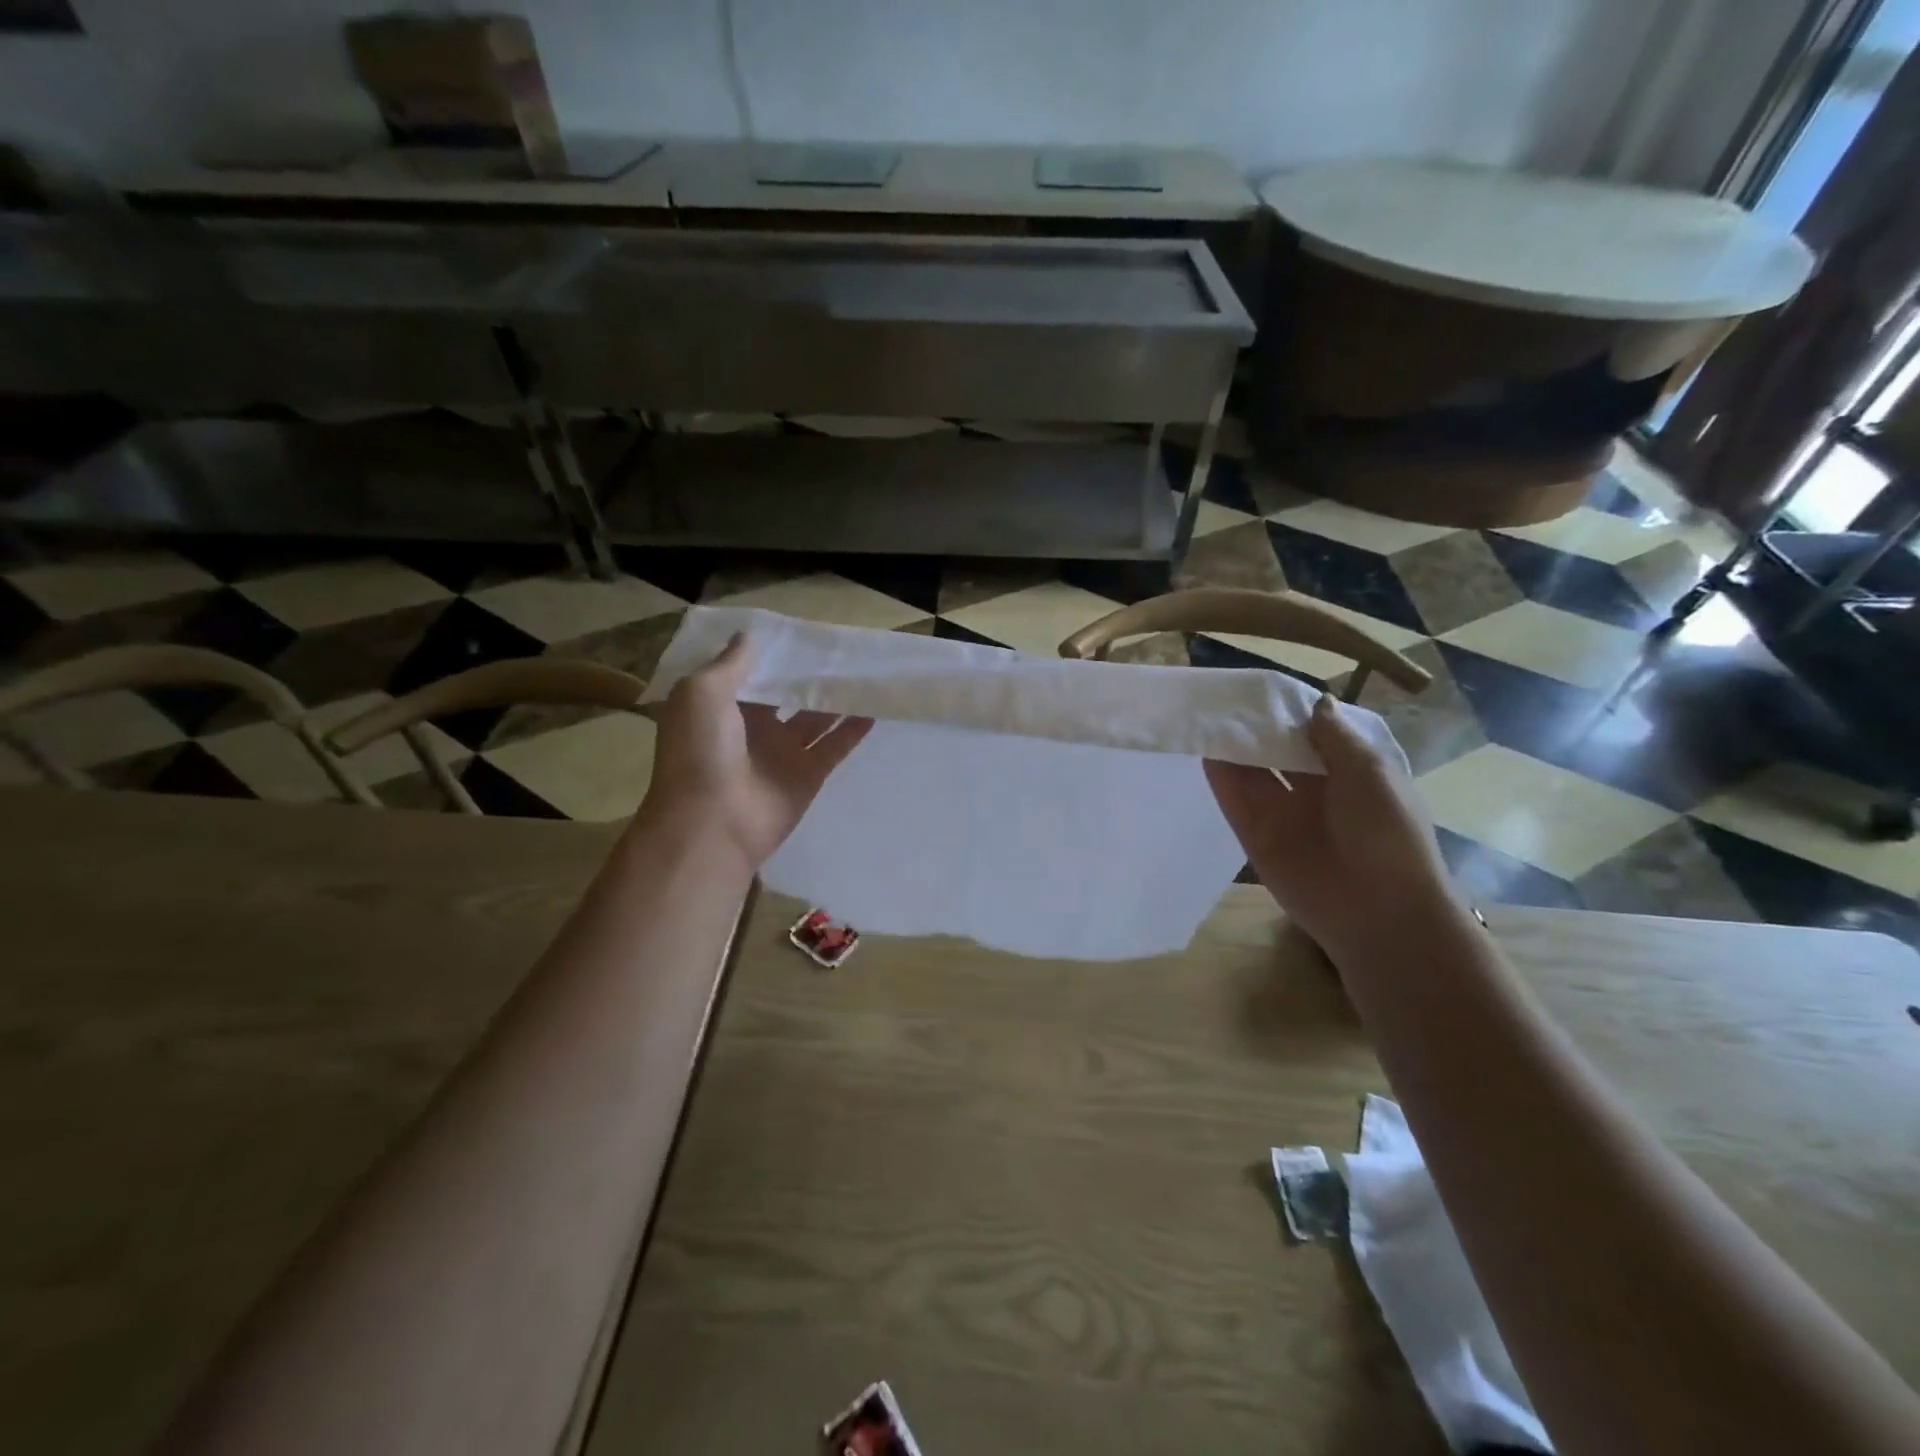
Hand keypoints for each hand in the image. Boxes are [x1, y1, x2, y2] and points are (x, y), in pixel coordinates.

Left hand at [640, 634, 872, 870]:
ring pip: (815, 718)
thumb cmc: (699, 752)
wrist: (712, 824)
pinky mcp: (808, 775)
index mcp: (720, 708)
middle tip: (839, 647)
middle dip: (807, 674)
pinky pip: (835, 746)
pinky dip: (853, 728)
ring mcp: (782, 753)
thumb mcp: (701, 693)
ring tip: (864, 670)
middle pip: (786, 695)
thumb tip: (750, 636)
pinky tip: (875, 706)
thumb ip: (730, 664)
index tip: (798, 631)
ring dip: (836, 697)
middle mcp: (751, 728)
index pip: (749, 674)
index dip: (771, 654)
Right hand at [1205, 694, 1455, 948]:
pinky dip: (1219, 774)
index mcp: (1352, 772)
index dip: (1291, 710)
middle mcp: (1315, 789)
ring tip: (1206, 711)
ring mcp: (1283, 813)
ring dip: (1233, 744)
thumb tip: (1316, 702)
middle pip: (1278, 750)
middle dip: (1257, 725)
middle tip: (1225, 693)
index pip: (1314, 733)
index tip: (1264, 685)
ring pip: (1252, 771)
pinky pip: (1234, 799)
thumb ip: (1336, 737)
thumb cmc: (1386, 833)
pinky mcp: (1255, 835)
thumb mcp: (1371, 772)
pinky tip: (1203, 745)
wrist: (1377, 911)